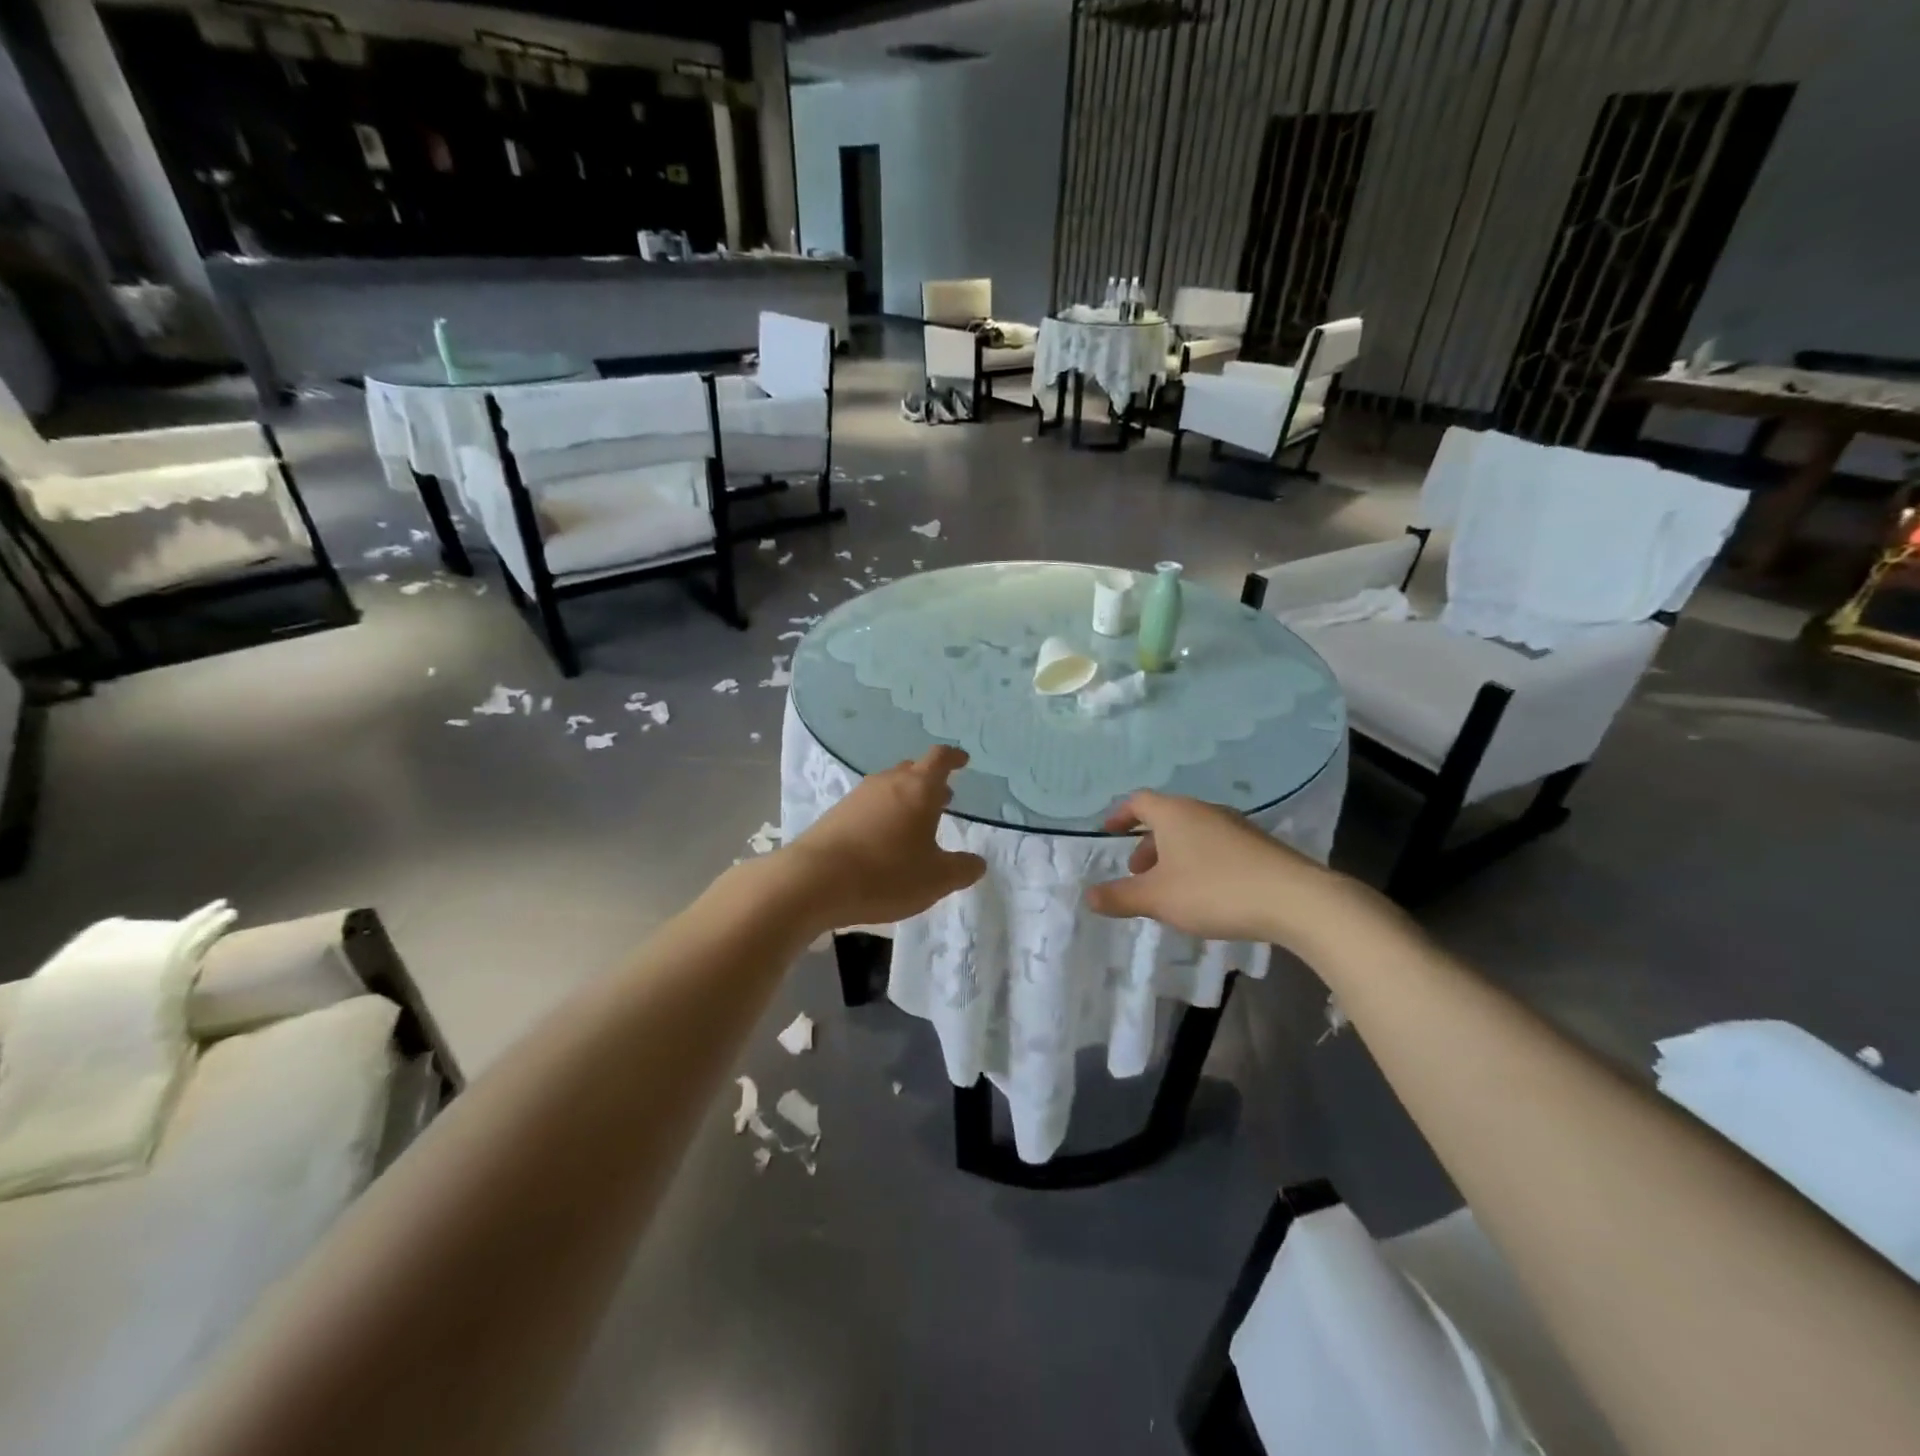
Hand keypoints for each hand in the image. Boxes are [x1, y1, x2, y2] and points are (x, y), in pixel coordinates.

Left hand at [782, 746, 985, 929]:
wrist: (813, 881)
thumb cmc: (886, 874)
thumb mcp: (936, 879)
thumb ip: (962, 869)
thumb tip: (977, 863)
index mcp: (919, 789)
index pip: (940, 758)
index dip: (954, 758)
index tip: (963, 761)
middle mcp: (888, 783)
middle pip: (912, 770)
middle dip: (930, 781)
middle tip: (944, 799)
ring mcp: (858, 796)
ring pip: (889, 787)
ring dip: (905, 799)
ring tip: (914, 823)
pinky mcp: (836, 814)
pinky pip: (868, 805)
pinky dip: (883, 814)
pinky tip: (882, 840)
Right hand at [1084, 791, 1392, 956]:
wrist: (1295, 900)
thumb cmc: (1215, 891)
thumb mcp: (1158, 899)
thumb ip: (1120, 897)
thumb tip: (1088, 896)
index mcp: (1175, 813)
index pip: (1139, 801)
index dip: (1120, 815)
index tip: (1109, 832)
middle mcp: (1204, 810)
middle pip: (1166, 818)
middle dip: (1147, 844)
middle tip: (1137, 873)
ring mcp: (1235, 825)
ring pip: (1192, 833)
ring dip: (1173, 855)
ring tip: (1170, 889)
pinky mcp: (1258, 846)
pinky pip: (1216, 846)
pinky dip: (1199, 862)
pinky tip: (1206, 894)